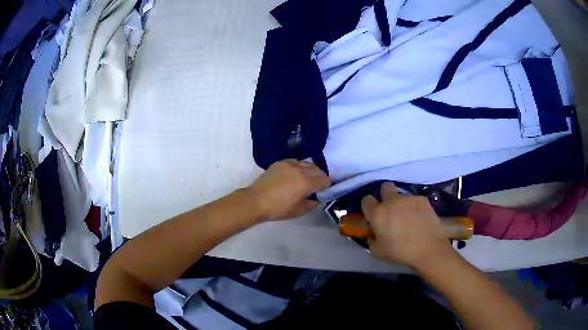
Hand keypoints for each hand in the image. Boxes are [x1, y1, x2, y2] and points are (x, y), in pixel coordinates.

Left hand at [247, 160, 330, 220]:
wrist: (256, 201)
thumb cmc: (278, 209)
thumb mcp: (299, 211)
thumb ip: (312, 203)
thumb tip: (318, 198)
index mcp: (306, 183)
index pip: (325, 180)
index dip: (326, 187)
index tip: (321, 193)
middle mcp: (300, 170)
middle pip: (318, 170)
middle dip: (319, 178)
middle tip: (314, 187)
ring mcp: (289, 164)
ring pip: (308, 163)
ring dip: (310, 171)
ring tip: (304, 180)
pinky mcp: (280, 162)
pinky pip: (296, 161)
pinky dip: (299, 167)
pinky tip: (293, 175)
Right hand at [362, 182, 453, 268]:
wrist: (428, 248)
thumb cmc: (400, 252)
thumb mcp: (377, 252)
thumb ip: (371, 240)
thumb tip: (373, 234)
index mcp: (378, 213)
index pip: (366, 200)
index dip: (368, 206)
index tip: (372, 214)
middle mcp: (392, 201)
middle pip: (384, 187)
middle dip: (385, 194)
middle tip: (389, 209)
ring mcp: (408, 198)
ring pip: (401, 195)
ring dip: (401, 203)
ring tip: (408, 217)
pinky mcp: (422, 199)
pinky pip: (414, 200)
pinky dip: (414, 207)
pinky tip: (419, 218)